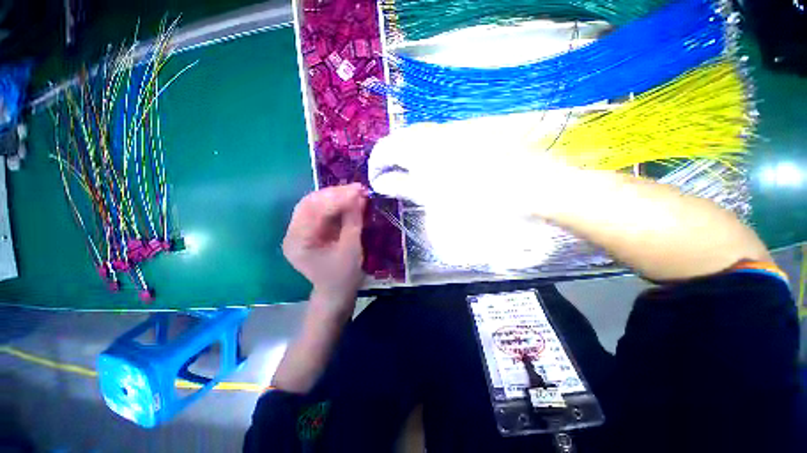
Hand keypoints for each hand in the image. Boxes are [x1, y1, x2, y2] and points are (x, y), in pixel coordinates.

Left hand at [283, 184, 367, 313]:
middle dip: (335, 193)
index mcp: (298, 242)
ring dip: (335, 196)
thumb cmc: (343, 276)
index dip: (338, 198)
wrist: (336, 293)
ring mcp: (299, 230)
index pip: (315, 211)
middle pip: (310, 203)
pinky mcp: (309, 229)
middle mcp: (293, 233)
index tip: (359, 190)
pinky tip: (349, 199)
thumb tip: (359, 196)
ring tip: (355, 192)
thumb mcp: (351, 249)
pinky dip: (335, 203)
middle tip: (357, 188)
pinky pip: (320, 210)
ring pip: (314, 203)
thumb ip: (353, 221)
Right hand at [367, 117, 572, 215]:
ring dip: (410, 156)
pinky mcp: (467, 132)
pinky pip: (438, 139)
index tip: (377, 182)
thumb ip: (404, 186)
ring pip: (420, 138)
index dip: (377, 166)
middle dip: (393, 160)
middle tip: (393, 180)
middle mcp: (433, 131)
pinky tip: (436, 167)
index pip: (385, 149)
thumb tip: (383, 183)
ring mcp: (451, 129)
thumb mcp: (432, 196)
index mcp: (419, 146)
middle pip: (401, 140)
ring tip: (412, 176)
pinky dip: (429, 153)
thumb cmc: (473, 198)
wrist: (524, 185)